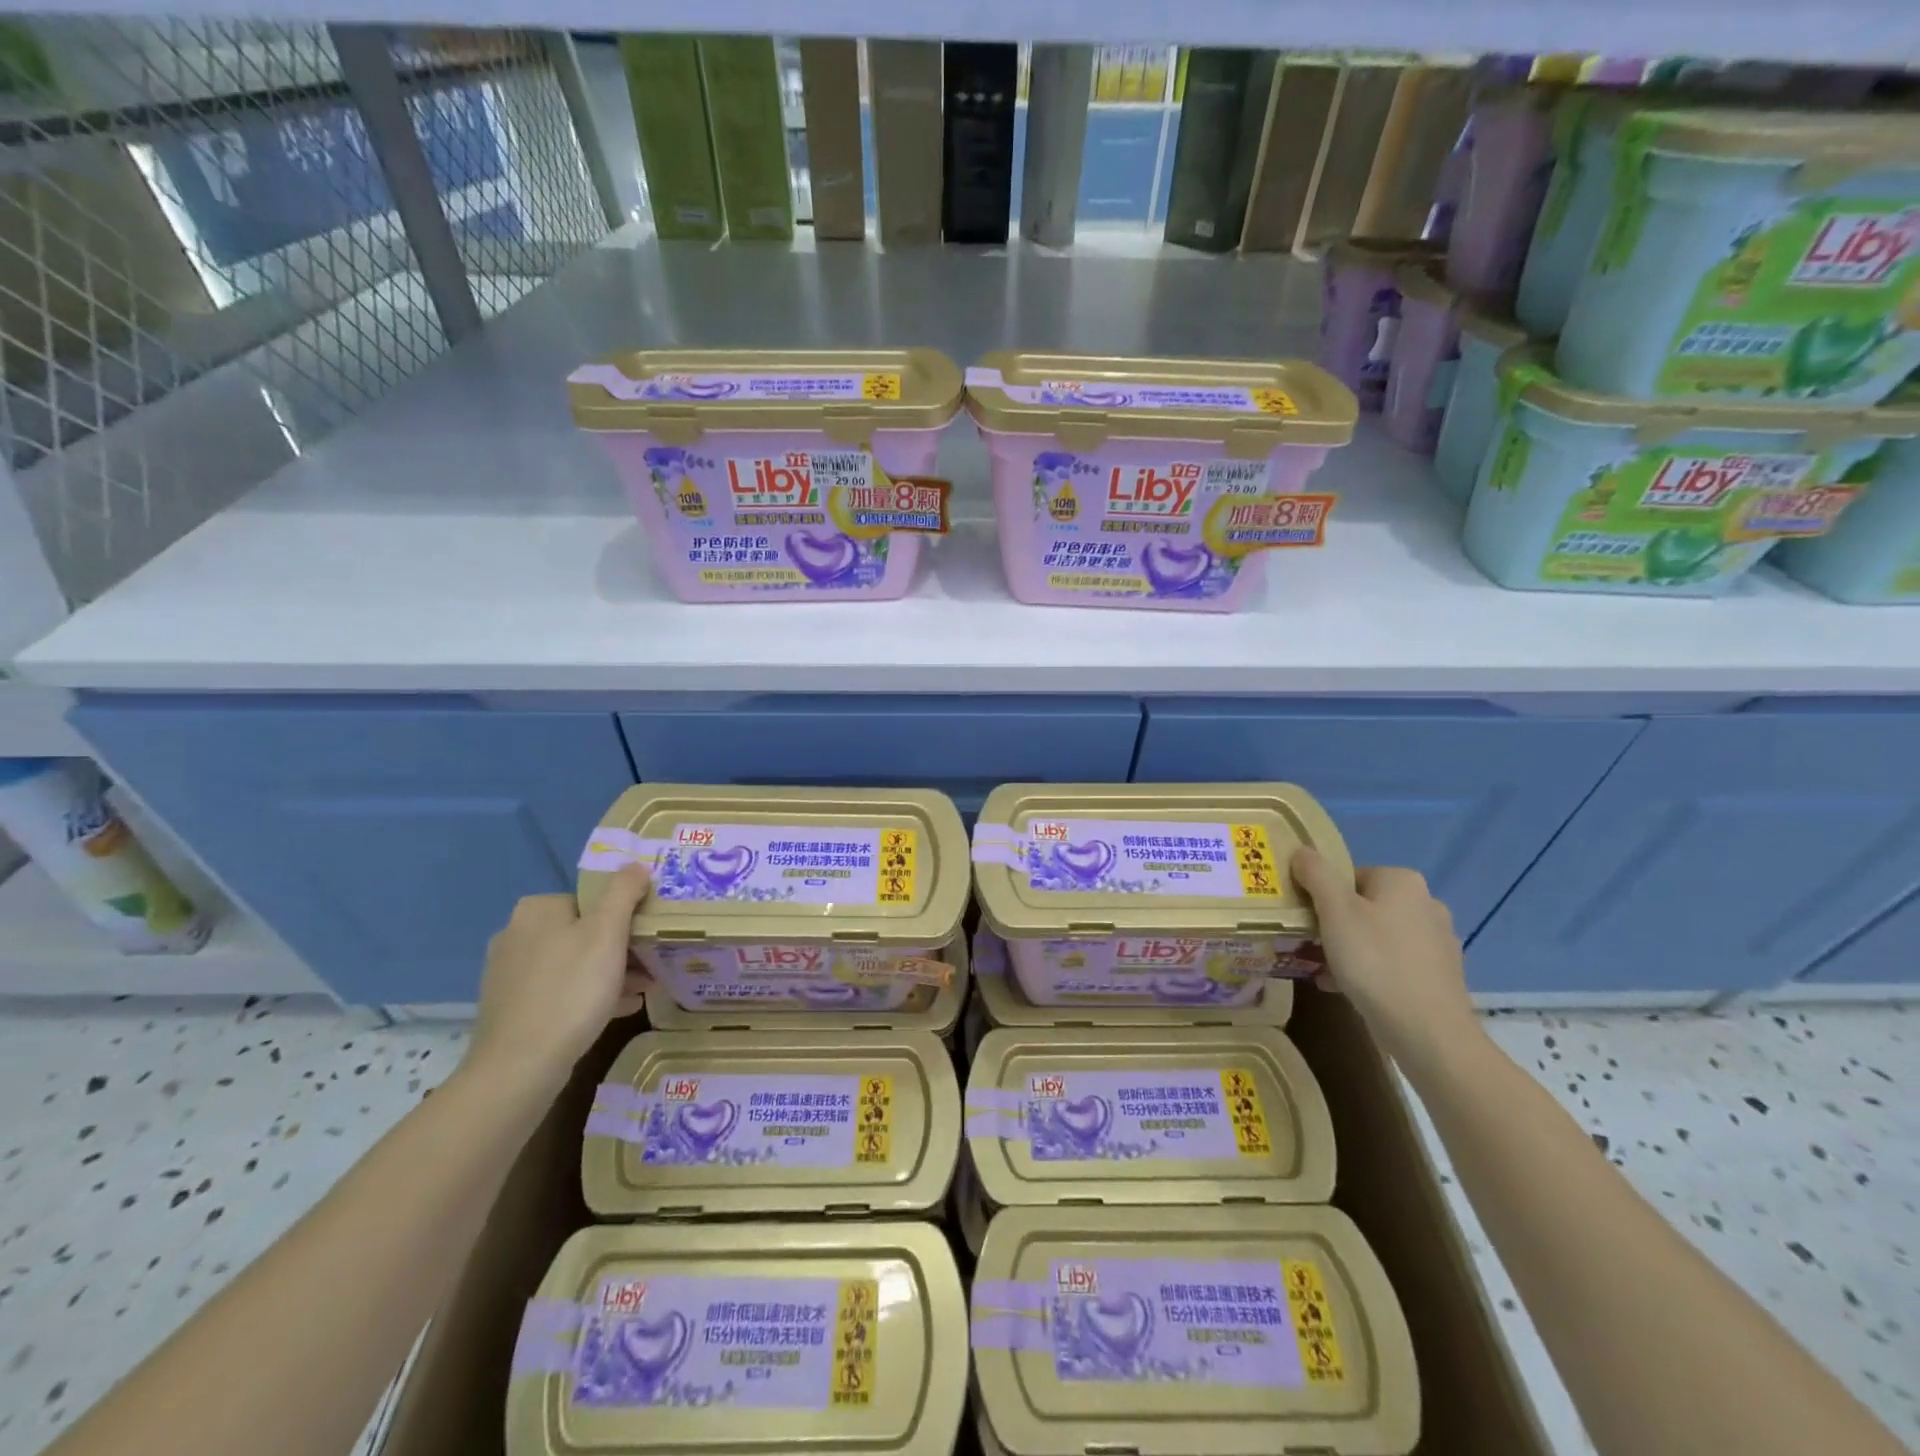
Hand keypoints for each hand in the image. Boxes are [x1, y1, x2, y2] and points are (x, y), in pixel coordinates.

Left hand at [463, 865, 651, 1090]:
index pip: (592, 899)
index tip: (649, 936)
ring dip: (610, 972)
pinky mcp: (511, 1007)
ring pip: (574, 962)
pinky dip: (589, 995)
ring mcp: (509, 974)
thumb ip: (623, 892)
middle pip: (584, 931)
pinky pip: (561, 990)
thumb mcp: (607, 932)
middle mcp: (516, 935)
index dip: (625, 915)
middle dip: (621, 947)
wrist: (520, 1066)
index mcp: (536, 910)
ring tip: (644, 989)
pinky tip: (618, 1009)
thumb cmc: (571, 989)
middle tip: (652, 964)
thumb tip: (635, 865)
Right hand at [1290, 849, 1481, 1073]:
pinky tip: (1348, 989)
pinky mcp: (1440, 975)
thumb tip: (1302, 850)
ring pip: (1377, 935)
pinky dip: (1370, 970)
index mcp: (1402, 881)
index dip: (1322, 896)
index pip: (1349, 876)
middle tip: (1311, 945)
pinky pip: (1393, 962)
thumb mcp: (1334, 911)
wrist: (1428, 1032)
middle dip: (1335, 924)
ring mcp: (1438, 941)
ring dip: (1350, 949)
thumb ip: (1316, 874)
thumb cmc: (1375, 961)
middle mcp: (1427, 903)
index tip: (1307, 920)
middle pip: (1363, 905)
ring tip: (1324, 971)